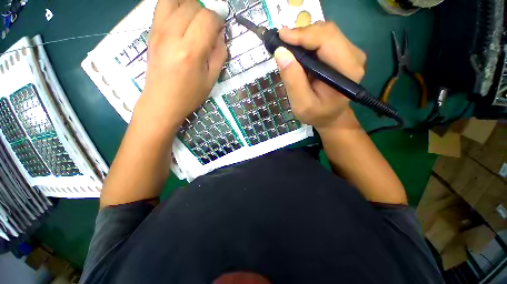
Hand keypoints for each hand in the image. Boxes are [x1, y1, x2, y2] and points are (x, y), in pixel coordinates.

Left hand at [136, 0, 226, 129]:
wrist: (162, 101)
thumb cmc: (190, 95)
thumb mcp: (211, 79)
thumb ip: (219, 54)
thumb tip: (220, 34)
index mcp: (190, 52)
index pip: (207, 19)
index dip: (218, 20)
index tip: (220, 30)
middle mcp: (172, 35)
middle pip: (192, 5)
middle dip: (205, 13)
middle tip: (208, 29)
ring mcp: (158, 31)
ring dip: (189, 6)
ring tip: (194, 21)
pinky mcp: (151, 32)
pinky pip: (162, 6)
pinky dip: (175, 7)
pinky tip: (181, 21)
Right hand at [274, 22, 365, 131]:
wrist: (330, 116)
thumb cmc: (317, 114)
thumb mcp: (302, 104)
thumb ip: (293, 81)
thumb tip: (281, 52)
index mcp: (347, 70)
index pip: (326, 40)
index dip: (302, 35)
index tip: (281, 37)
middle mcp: (353, 57)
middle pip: (326, 32)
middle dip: (302, 34)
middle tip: (282, 44)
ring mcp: (350, 53)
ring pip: (325, 32)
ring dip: (304, 37)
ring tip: (289, 49)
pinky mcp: (343, 53)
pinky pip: (324, 39)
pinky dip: (308, 42)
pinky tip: (299, 52)